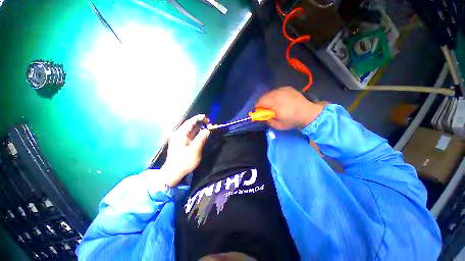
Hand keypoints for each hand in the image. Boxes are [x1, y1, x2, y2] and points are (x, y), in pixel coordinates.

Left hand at [161, 115, 209, 186]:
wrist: (173, 173)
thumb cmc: (184, 161)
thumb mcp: (194, 150)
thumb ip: (201, 138)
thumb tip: (208, 130)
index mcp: (180, 134)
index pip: (191, 122)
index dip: (199, 118)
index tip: (208, 118)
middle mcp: (179, 134)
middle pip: (190, 124)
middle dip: (200, 122)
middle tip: (209, 123)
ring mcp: (179, 138)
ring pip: (190, 129)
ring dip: (198, 127)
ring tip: (207, 126)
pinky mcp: (181, 143)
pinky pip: (189, 134)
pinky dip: (196, 132)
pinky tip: (201, 133)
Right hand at [255, 86, 324, 129]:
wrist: (308, 113)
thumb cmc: (292, 120)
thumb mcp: (278, 125)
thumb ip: (268, 121)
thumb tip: (262, 117)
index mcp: (274, 103)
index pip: (260, 102)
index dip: (258, 108)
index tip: (260, 112)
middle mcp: (277, 94)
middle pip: (263, 97)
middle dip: (262, 103)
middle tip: (266, 109)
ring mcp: (282, 89)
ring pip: (269, 93)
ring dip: (268, 99)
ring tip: (273, 105)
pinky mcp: (287, 88)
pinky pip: (276, 91)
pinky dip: (274, 96)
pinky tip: (280, 101)